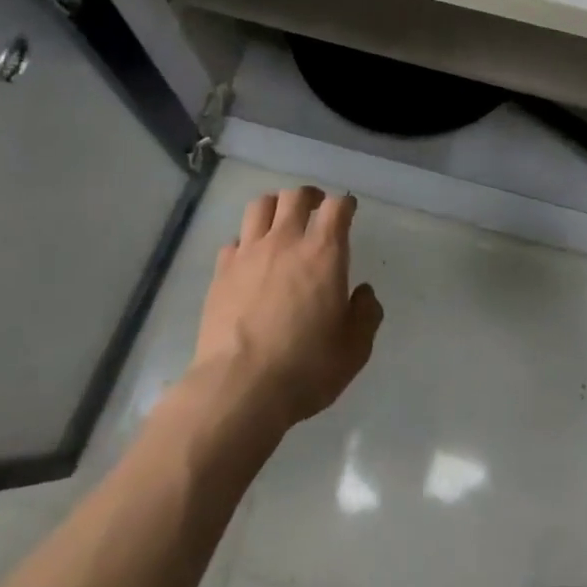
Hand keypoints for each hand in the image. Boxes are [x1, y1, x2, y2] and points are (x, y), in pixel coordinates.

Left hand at [186, 186, 382, 429]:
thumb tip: (363, 293)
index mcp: (323, 253)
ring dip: (274, 207)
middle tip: (315, 208)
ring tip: (279, 221)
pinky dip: (245, 242)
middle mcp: (285, 242)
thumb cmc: (305, 368)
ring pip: (260, 206)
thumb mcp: (354, 349)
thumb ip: (366, 314)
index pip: (337, 207)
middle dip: (309, 196)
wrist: (239, 390)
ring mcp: (249, 254)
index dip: (345, 204)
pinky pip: (233, 241)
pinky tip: (249, 259)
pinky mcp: (221, 273)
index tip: (348, 210)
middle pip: (295, 196)